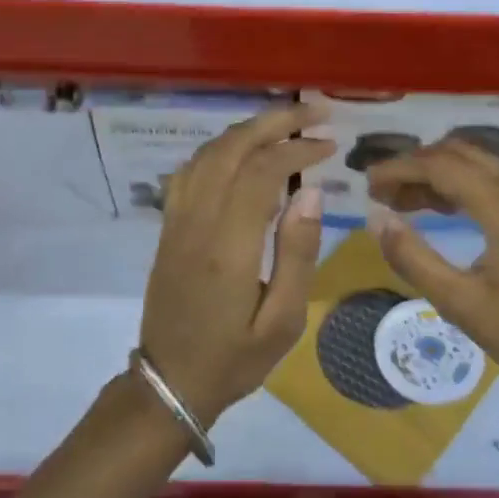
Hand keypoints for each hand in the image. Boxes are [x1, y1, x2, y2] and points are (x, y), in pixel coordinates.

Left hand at [139, 104, 332, 424]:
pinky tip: (241, 152)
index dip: (298, 149)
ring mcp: (176, 222)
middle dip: (274, 122)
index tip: (330, 146)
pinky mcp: (168, 228)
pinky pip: (189, 172)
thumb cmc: (234, 359)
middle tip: (314, 113)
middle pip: (231, 149)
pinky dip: (218, 149)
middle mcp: (197, 222)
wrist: (170, 384)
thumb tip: (311, 193)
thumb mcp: (283, 321)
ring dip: (246, 131)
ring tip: (285, 125)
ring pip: (207, 154)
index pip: (262, 172)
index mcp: (228, 246)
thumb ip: (298, 253)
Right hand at [365, 139, 498, 406]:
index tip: (367, 185)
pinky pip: (498, 178)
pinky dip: (464, 184)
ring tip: (403, 201)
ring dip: (439, 174)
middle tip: (381, 192)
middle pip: (459, 153)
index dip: (398, 169)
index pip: (440, 166)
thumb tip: (377, 220)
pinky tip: (443, 208)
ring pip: (479, 163)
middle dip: (416, 166)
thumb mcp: (461, 304)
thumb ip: (413, 258)